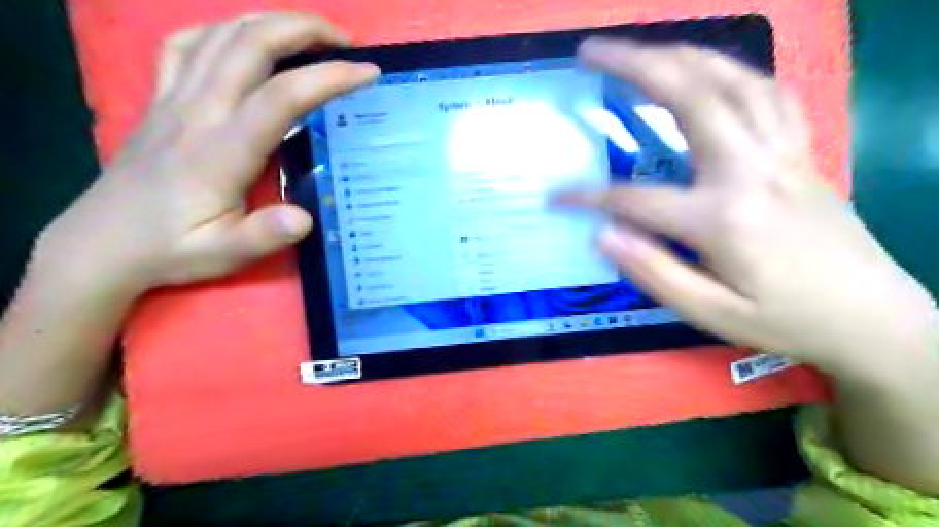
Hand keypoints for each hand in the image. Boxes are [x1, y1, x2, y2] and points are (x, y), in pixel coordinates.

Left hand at [34, 12, 380, 294]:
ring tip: (309, 34)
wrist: (101, 243)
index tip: (367, 73)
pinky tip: (244, 40)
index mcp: (221, 151)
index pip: (281, 97)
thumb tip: (305, 218)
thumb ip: (264, 235)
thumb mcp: (223, 254)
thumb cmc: (171, 249)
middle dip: (304, 30)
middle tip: (346, 42)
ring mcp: (174, 99)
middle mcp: (197, 111)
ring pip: (221, 34)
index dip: (328, 77)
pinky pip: (186, 44)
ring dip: (271, 22)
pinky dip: (222, 30)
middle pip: (251, 44)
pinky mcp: (160, 99)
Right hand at [561, 38, 935, 373]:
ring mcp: (782, 155)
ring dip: (681, 56)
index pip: (634, 199)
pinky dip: (734, 72)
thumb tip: (602, 235)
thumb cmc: (785, 320)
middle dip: (634, 66)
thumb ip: (653, 272)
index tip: (553, 197)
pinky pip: (769, 94)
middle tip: (591, 51)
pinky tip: (711, 72)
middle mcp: (751, 171)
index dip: (587, 197)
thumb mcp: (710, 314)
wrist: (873, 319)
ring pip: (733, 81)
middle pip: (690, 98)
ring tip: (642, 51)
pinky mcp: (799, 153)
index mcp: (723, 218)